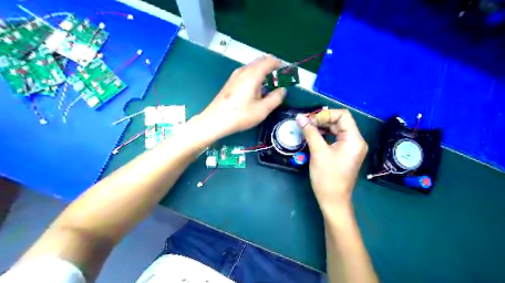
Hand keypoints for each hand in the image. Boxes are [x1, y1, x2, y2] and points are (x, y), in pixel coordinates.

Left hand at [198, 54, 287, 138]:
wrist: (215, 120)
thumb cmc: (240, 115)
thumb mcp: (262, 110)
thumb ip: (275, 98)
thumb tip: (283, 90)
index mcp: (252, 74)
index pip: (269, 60)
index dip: (279, 64)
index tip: (286, 72)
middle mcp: (243, 71)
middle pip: (260, 62)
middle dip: (272, 68)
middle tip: (280, 80)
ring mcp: (235, 76)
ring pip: (253, 68)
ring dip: (263, 73)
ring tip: (269, 87)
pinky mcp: (230, 82)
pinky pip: (246, 73)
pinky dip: (255, 77)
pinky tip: (255, 91)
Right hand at [297, 110, 367, 210]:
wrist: (333, 201)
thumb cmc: (327, 177)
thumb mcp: (318, 152)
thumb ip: (310, 132)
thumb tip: (299, 117)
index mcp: (354, 139)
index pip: (343, 115)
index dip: (325, 114)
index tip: (310, 120)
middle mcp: (356, 141)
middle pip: (340, 121)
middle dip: (322, 120)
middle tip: (305, 123)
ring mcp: (351, 148)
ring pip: (336, 129)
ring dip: (322, 127)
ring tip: (307, 129)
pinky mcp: (345, 153)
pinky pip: (335, 138)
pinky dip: (324, 135)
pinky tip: (313, 136)